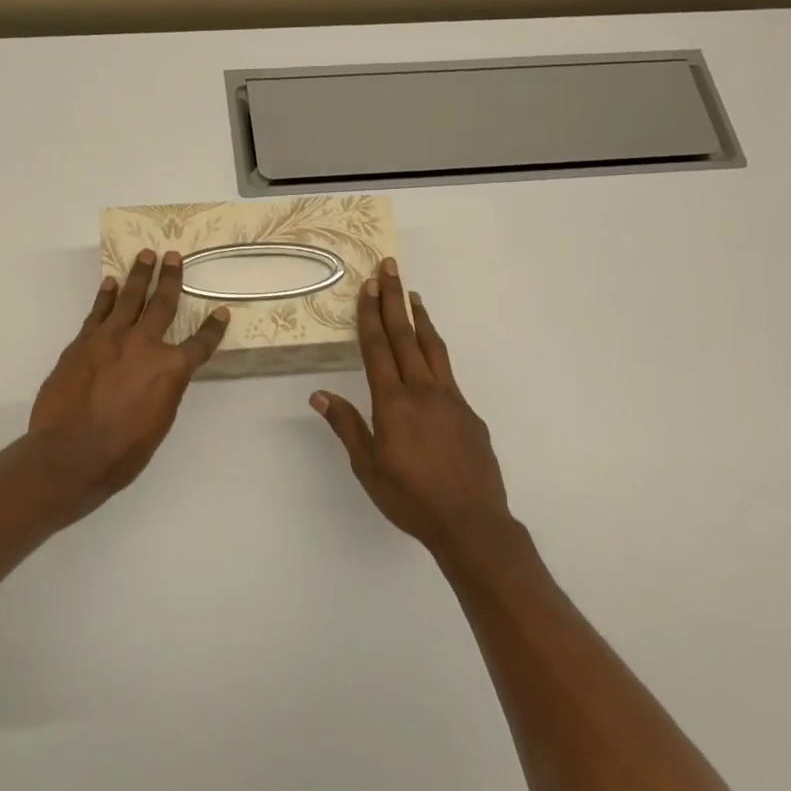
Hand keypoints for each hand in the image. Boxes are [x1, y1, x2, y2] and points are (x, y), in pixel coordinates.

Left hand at [31, 248, 229, 510]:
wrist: (69, 454)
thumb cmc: (121, 452)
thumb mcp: (158, 424)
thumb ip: (164, 391)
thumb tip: (162, 375)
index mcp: (170, 370)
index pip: (200, 344)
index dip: (213, 329)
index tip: (222, 312)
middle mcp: (144, 345)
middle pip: (162, 304)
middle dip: (171, 279)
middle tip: (174, 257)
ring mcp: (111, 339)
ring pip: (129, 298)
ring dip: (140, 275)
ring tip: (146, 255)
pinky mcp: (83, 342)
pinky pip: (99, 311)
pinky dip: (107, 296)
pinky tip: (111, 283)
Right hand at [311, 259, 510, 555]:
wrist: (471, 522)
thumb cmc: (410, 497)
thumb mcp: (368, 467)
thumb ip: (346, 426)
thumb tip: (319, 394)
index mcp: (393, 402)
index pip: (378, 348)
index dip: (370, 315)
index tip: (368, 285)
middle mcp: (422, 390)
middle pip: (405, 335)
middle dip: (394, 299)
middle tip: (389, 267)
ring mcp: (450, 398)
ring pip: (433, 347)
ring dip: (420, 317)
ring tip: (413, 294)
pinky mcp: (469, 412)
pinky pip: (448, 370)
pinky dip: (437, 349)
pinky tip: (431, 351)